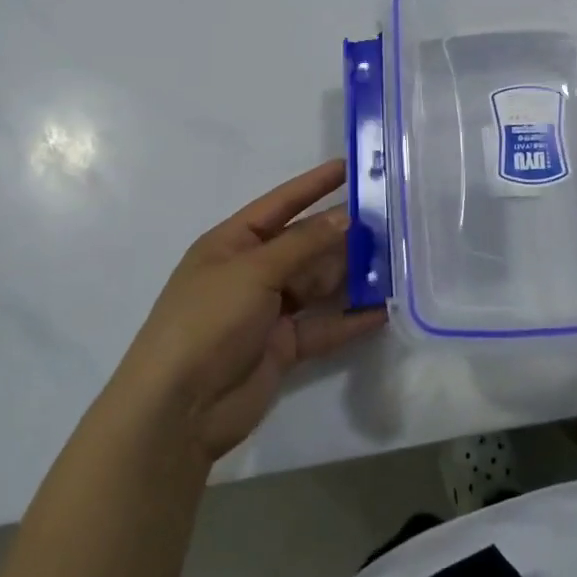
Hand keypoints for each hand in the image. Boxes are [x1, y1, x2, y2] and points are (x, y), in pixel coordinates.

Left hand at [113, 160, 386, 464]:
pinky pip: (324, 326)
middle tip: (390, 219)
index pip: (280, 204)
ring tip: (397, 260)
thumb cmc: (208, 321)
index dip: (314, 185)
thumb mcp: (254, 271)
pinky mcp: (283, 347)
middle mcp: (251, 272)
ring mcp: (268, 311)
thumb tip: (346, 217)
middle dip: (343, 233)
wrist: (179, 410)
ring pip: (318, 284)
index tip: (350, 167)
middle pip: (305, 244)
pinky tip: (385, 310)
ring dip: (352, 274)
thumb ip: (303, 243)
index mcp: (232, 243)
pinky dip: (351, 319)